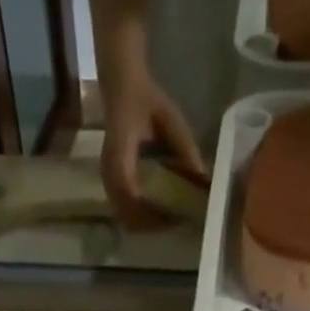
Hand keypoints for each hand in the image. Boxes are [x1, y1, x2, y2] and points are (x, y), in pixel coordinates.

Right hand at [100, 51, 203, 230]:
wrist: (121, 87)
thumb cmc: (146, 100)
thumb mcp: (171, 119)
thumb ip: (185, 147)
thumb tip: (202, 176)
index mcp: (122, 155)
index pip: (133, 195)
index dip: (152, 213)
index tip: (175, 217)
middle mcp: (109, 172)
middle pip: (126, 214)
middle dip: (150, 224)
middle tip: (174, 221)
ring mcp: (106, 178)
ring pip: (123, 216)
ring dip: (143, 222)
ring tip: (167, 218)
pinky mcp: (109, 181)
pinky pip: (122, 208)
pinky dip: (138, 215)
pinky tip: (156, 209)